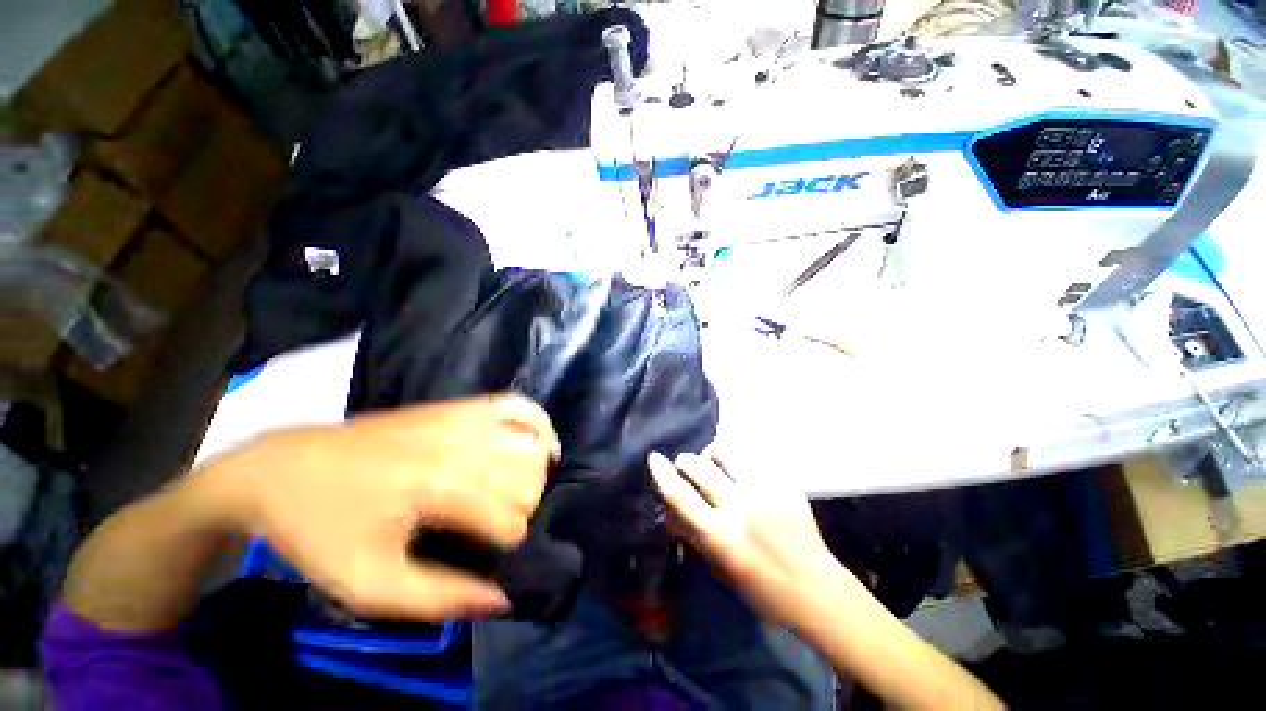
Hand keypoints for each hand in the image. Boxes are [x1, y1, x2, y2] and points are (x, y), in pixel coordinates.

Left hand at [194, 393, 559, 621]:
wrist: (283, 469)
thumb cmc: (322, 530)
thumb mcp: (369, 586)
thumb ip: (441, 598)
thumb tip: (503, 599)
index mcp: (438, 489)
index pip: (511, 518)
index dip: (507, 542)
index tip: (485, 550)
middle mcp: (461, 445)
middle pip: (528, 478)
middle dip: (524, 508)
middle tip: (496, 524)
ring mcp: (462, 418)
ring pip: (532, 444)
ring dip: (535, 473)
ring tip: (518, 490)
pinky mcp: (459, 405)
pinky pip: (518, 405)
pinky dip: (539, 424)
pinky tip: (541, 444)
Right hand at [648, 450, 849, 628]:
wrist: (815, 588)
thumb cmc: (761, 587)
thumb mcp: (719, 566)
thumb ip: (693, 534)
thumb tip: (670, 509)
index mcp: (721, 537)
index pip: (680, 496)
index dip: (662, 474)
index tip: (654, 458)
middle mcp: (740, 507)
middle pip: (700, 465)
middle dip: (686, 461)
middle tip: (687, 467)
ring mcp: (764, 490)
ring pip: (726, 450)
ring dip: (712, 454)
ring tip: (716, 465)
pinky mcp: (783, 482)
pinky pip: (751, 457)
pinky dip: (739, 460)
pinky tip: (742, 472)